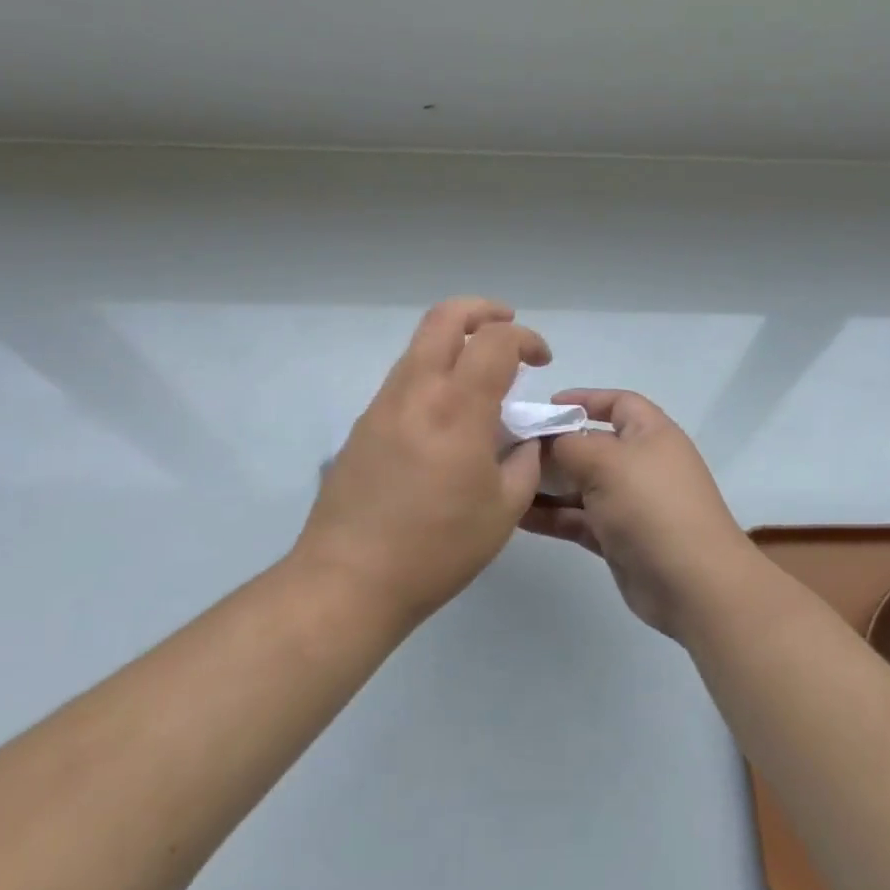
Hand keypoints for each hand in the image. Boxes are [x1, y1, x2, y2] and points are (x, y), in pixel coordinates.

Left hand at [294, 297, 550, 624]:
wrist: (349, 580)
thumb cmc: (437, 549)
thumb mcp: (503, 510)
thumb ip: (525, 462)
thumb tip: (525, 438)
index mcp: (457, 408)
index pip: (495, 341)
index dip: (525, 338)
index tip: (541, 360)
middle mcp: (417, 390)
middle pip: (445, 317)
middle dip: (482, 310)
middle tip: (507, 325)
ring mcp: (384, 404)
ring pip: (420, 345)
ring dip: (454, 342)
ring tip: (480, 376)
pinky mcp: (364, 424)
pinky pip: (404, 378)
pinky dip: (433, 373)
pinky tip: (446, 415)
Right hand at [522, 389, 757, 639]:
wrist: (693, 584)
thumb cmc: (651, 506)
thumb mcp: (605, 462)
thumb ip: (568, 445)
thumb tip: (544, 440)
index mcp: (650, 434)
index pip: (617, 403)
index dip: (584, 399)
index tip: (545, 406)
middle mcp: (641, 464)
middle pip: (592, 445)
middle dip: (554, 445)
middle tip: (511, 447)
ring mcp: (630, 503)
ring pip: (581, 485)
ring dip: (547, 484)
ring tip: (505, 482)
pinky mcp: (618, 538)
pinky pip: (579, 519)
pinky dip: (552, 516)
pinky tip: (518, 516)